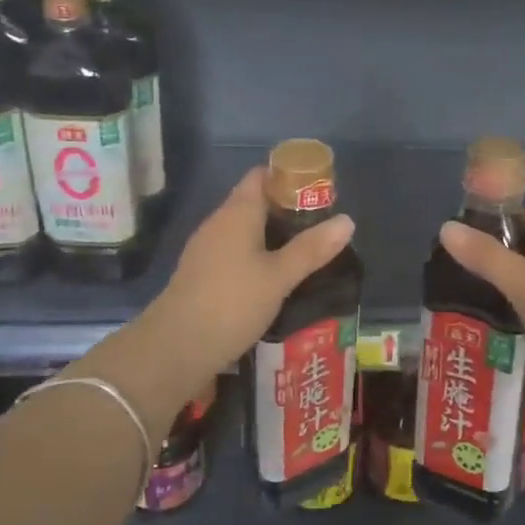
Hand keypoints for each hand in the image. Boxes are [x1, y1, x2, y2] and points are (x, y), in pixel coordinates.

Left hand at [148, 168, 355, 374]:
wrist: (176, 348)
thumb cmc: (232, 303)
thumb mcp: (279, 277)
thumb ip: (312, 249)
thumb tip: (347, 220)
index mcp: (237, 213)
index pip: (261, 176)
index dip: (289, 177)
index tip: (317, 192)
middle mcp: (218, 223)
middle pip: (254, 202)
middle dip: (287, 210)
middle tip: (320, 227)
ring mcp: (206, 250)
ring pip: (244, 230)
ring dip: (272, 236)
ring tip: (305, 253)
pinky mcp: (201, 274)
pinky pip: (234, 253)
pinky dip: (257, 257)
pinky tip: (275, 279)